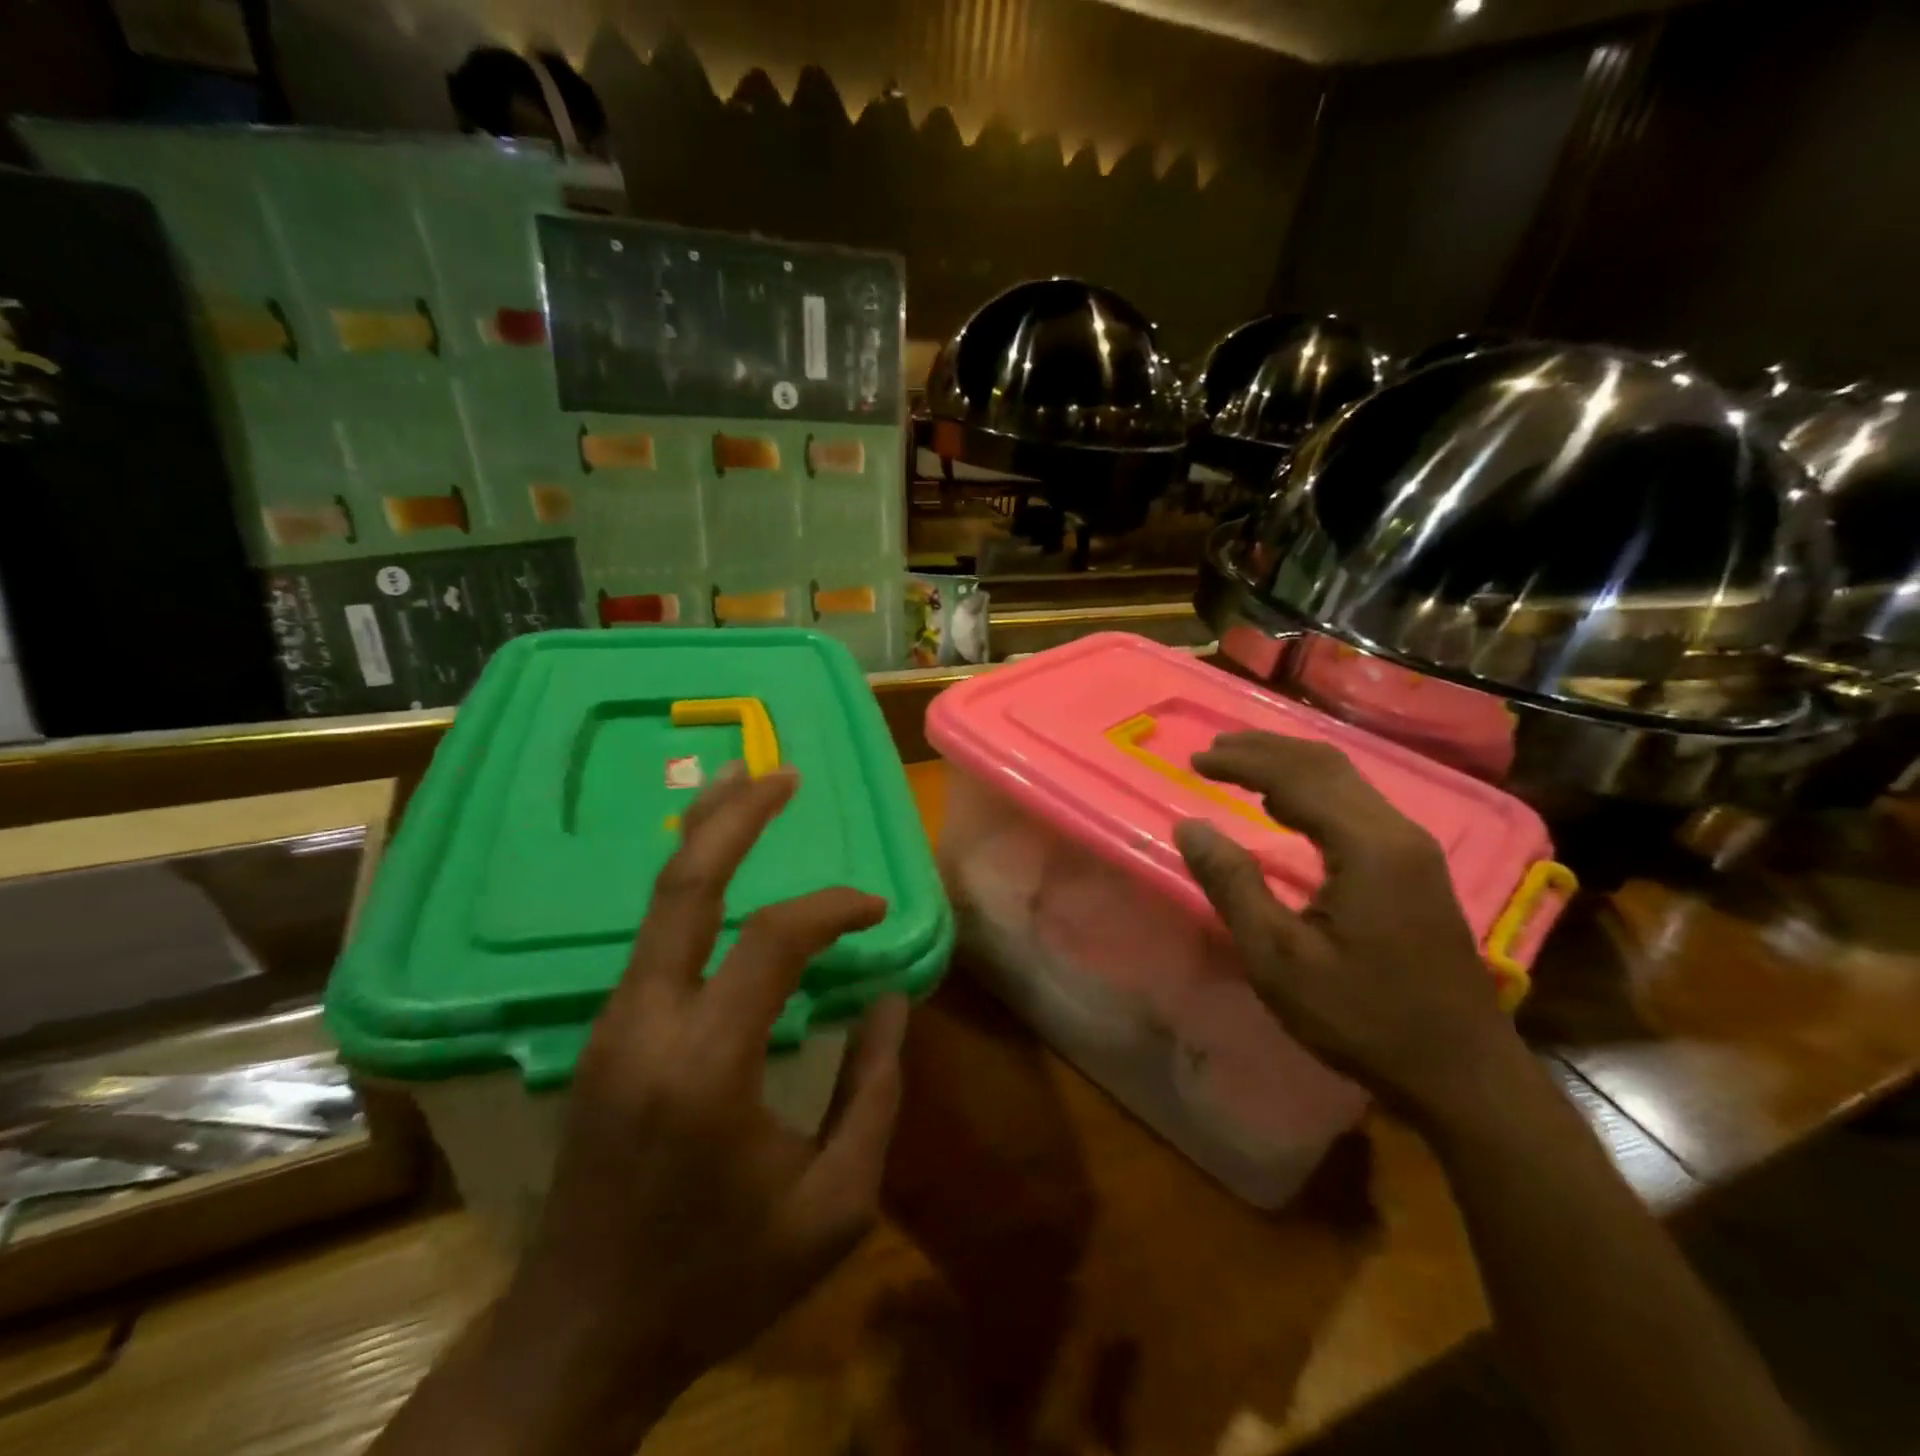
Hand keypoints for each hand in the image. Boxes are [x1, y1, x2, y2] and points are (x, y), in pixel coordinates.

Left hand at [502, 762, 908, 1418]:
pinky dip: (694, 888)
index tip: (875, 911)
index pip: (774, 941)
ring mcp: (613, 1024)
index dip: (833, 909)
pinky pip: (655, 938)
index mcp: (706, 1065)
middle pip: (685, 888)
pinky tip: (722, 873)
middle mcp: (647, 1024)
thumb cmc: (719, 1277)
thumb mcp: (832, 1205)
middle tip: (781, 774)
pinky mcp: (605, 1033)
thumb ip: (873, 1093)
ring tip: (746, 789)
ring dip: (707, 839)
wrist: (582, 1335)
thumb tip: (890, 1001)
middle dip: (735, 818)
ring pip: (659, 903)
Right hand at [1171, 732, 1523, 1121]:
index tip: (1194, 762)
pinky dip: (1313, 789)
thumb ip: (1233, 885)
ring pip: (1346, 780)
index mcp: (1367, 847)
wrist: (1461, 1074)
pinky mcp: (1417, 868)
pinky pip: (1357, 804)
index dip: (1241, 763)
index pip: (1296, 778)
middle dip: (1265, 750)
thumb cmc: (1362, 1018)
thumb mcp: (1278, 958)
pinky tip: (1287, 806)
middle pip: (1326, 765)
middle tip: (1212, 751)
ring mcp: (1413, 849)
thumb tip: (1190, 826)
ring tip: (1240, 765)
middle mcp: (1396, 832)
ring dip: (1289, 764)